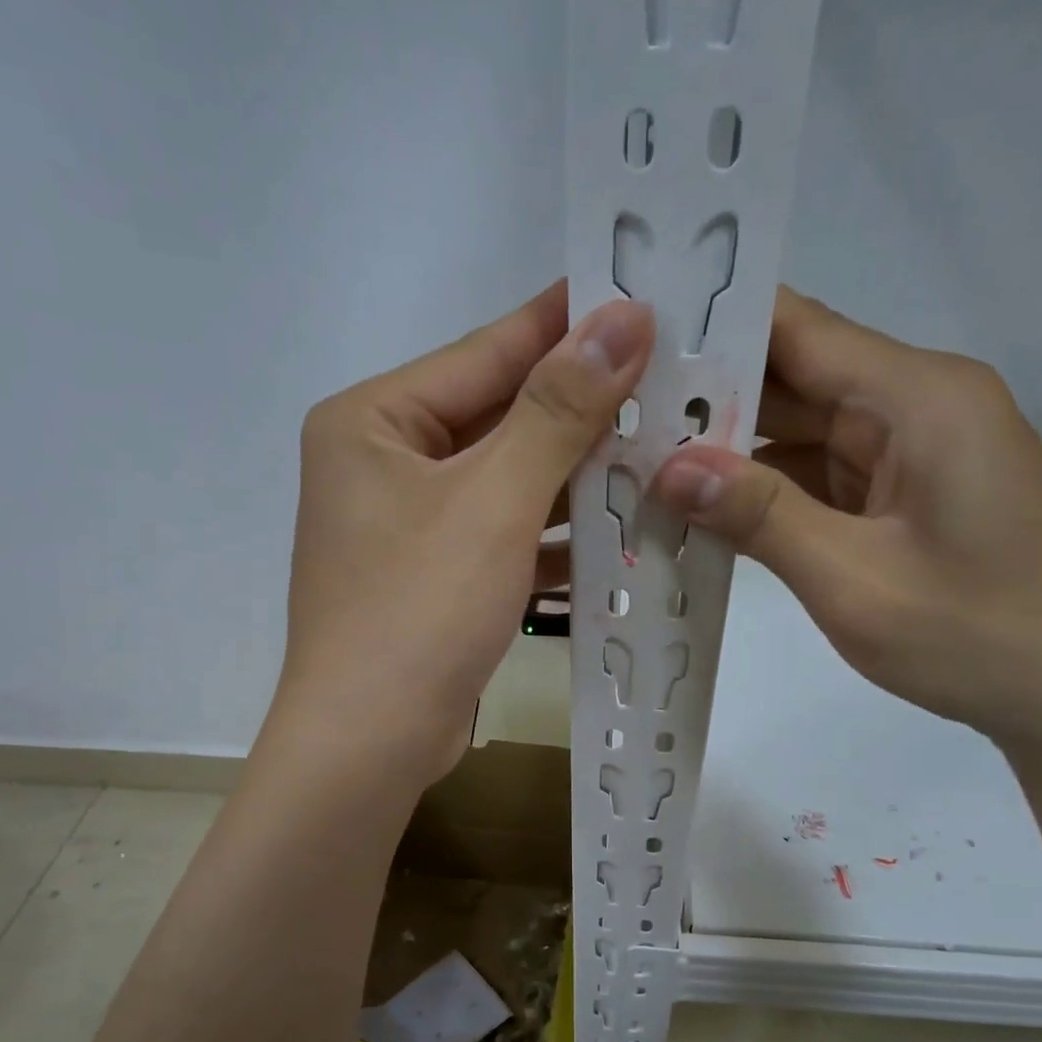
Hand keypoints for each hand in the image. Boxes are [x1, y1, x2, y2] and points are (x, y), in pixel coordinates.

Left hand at [271, 283, 654, 786]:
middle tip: (671, 379)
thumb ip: (558, 410)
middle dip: (583, 410)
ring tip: (663, 450)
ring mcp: (408, 525)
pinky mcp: (435, 577)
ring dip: (577, 478)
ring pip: (509, 482)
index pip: (486, 352)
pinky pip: (504, 536)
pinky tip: (619, 531)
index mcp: (374, 421)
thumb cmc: (419, 612)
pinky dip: (554, 537)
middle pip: (500, 418)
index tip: (644, 295)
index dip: (568, 324)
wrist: (369, 746)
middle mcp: (383, 462)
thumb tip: (622, 317)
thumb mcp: (494, 501)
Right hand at [651, 287, 1041, 766]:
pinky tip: (708, 509)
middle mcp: (918, 406)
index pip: (798, 329)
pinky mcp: (911, 497)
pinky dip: (771, 492)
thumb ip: (759, 515)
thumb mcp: (853, 579)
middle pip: (797, 378)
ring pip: (805, 431)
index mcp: (918, 397)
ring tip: (642, 462)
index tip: (631, 335)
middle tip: (615, 415)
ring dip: (735, 452)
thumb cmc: (979, 636)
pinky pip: (826, 476)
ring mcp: (916, 454)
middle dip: (709, 398)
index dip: (715, 324)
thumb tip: (666, 466)